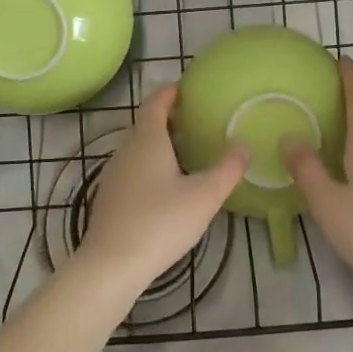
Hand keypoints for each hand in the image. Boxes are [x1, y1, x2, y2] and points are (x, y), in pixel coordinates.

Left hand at [76, 85, 245, 298]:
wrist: (111, 264)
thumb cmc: (160, 222)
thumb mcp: (204, 196)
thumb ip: (227, 168)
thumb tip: (242, 143)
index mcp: (148, 139)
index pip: (155, 102)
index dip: (169, 92)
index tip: (184, 87)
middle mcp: (127, 150)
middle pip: (146, 124)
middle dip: (168, 118)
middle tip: (195, 121)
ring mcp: (114, 175)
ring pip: (138, 148)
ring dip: (159, 144)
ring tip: (185, 152)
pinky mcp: (110, 198)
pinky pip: (133, 169)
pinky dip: (150, 166)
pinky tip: (166, 187)